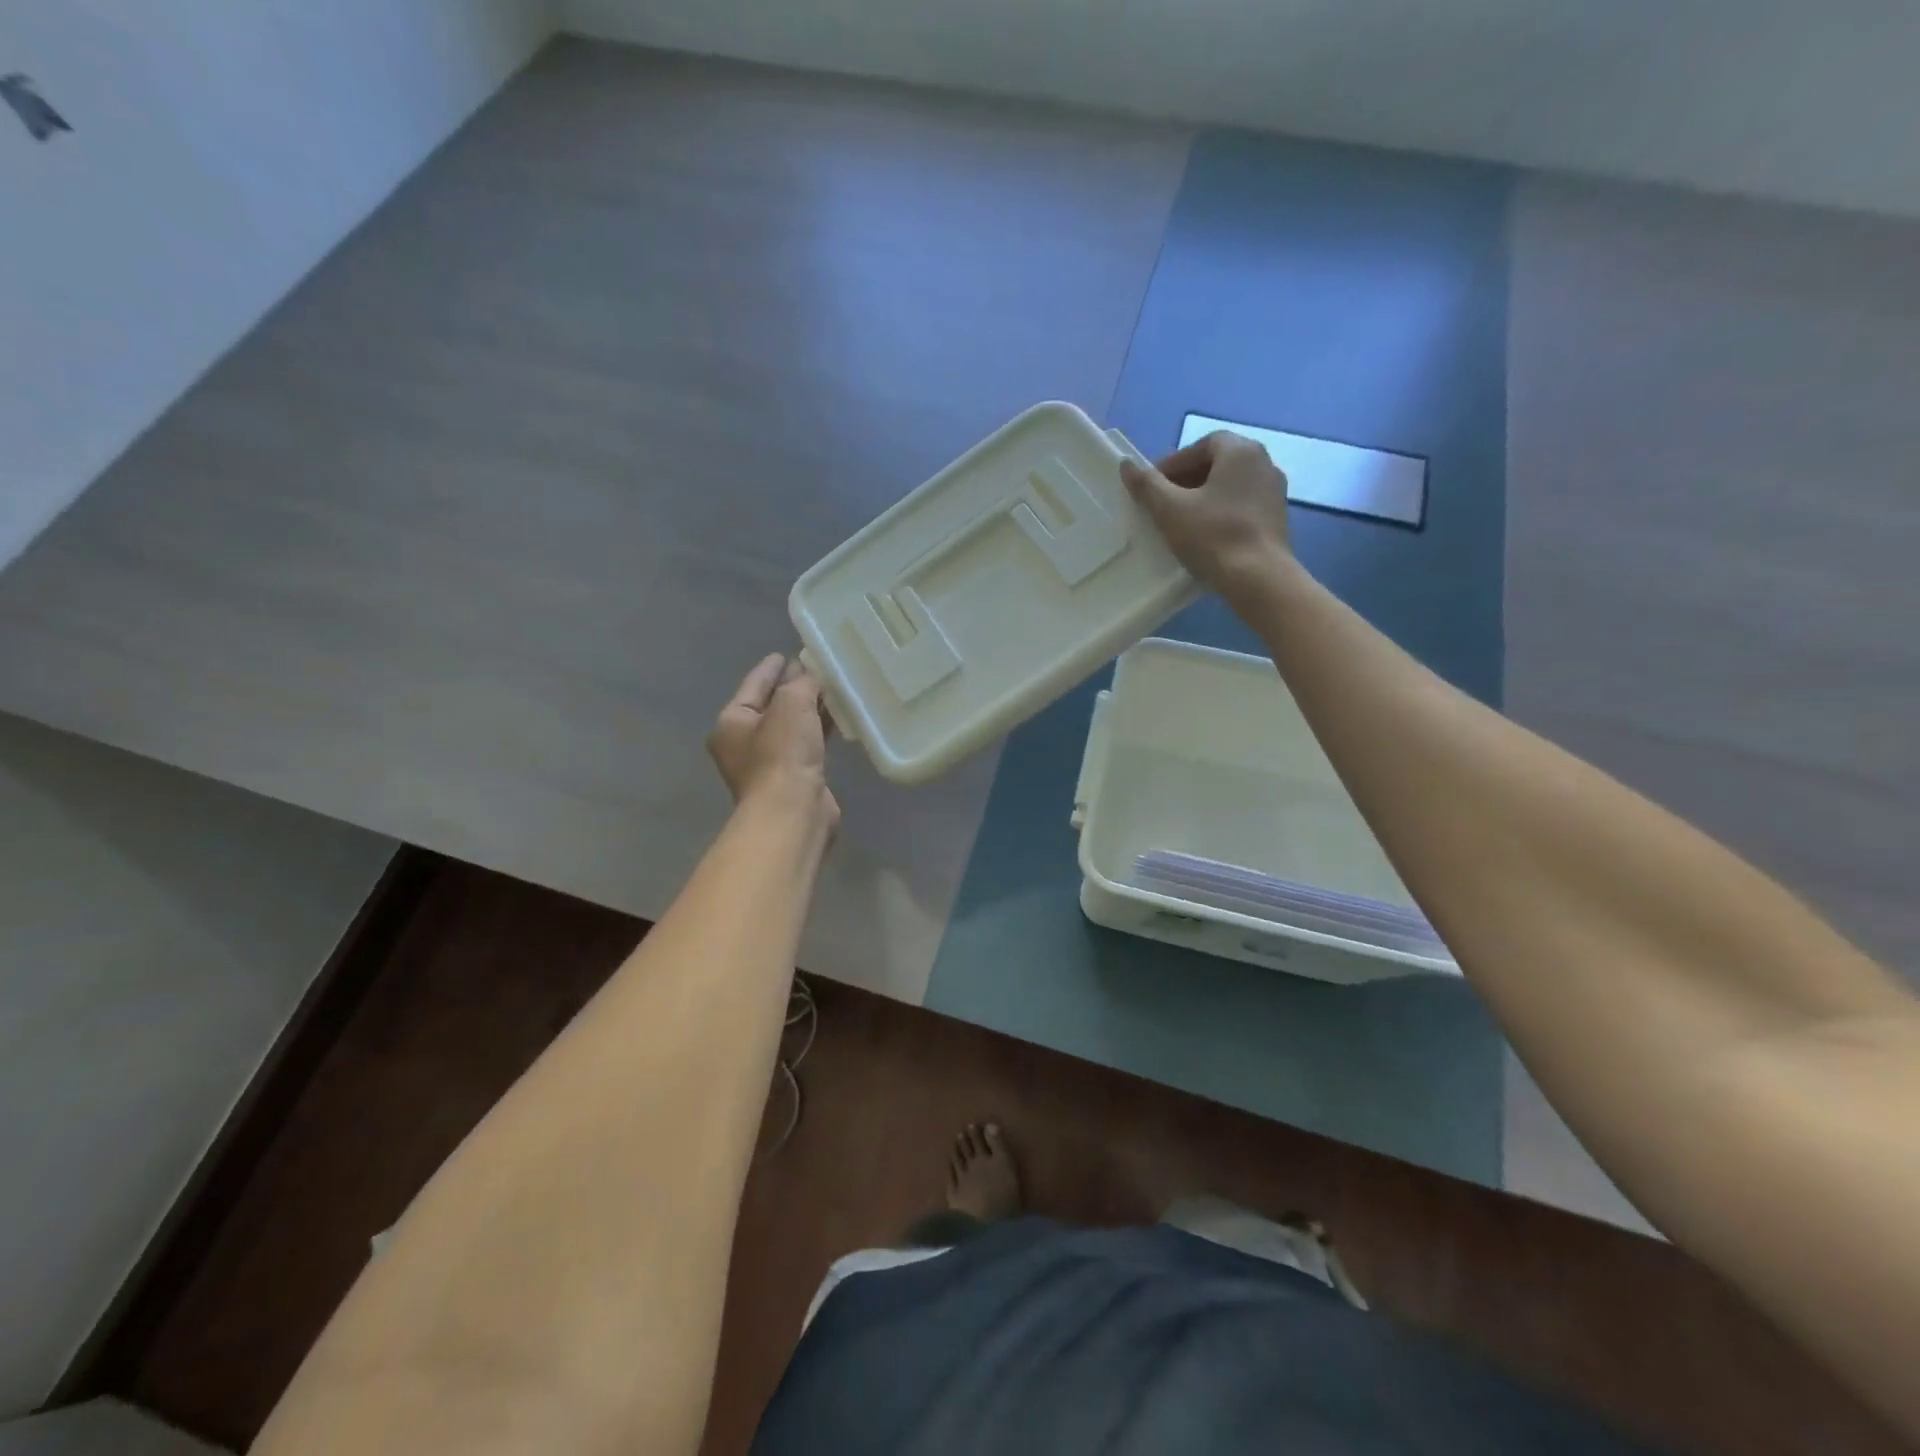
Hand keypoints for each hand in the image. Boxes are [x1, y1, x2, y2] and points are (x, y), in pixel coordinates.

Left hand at [707, 654, 838, 832]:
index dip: (772, 668)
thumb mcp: (792, 704)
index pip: (753, 685)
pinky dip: (819, 731)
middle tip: (817, 671)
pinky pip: (807, 745)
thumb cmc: (782, 754)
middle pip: (771, 706)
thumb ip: (802, 683)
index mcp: (732, 722)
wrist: (793, 811)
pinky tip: (838, 720)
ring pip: (791, 727)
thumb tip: (808, 676)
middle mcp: (744, 743)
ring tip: (832, 691)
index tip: (787, 654)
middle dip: (793, 688)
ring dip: (810, 711)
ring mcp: (769, 764)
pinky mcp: (793, 779)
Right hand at [1120, 432, 1294, 598]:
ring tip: (1182, 519)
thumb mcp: (1170, 509)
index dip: (1173, 464)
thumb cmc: (1212, 536)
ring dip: (1204, 496)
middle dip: (1187, 479)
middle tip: (1163, 503)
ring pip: (1230, 484)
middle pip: (1217, 463)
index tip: (1153, 487)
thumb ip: (1147, 484)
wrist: (1258, 578)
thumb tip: (1126, 465)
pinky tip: (1206, 533)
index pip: (1200, 446)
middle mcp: (1263, 462)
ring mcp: (1274, 490)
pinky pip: (1243, 504)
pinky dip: (1222, 511)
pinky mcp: (1278, 516)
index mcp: (1240, 450)